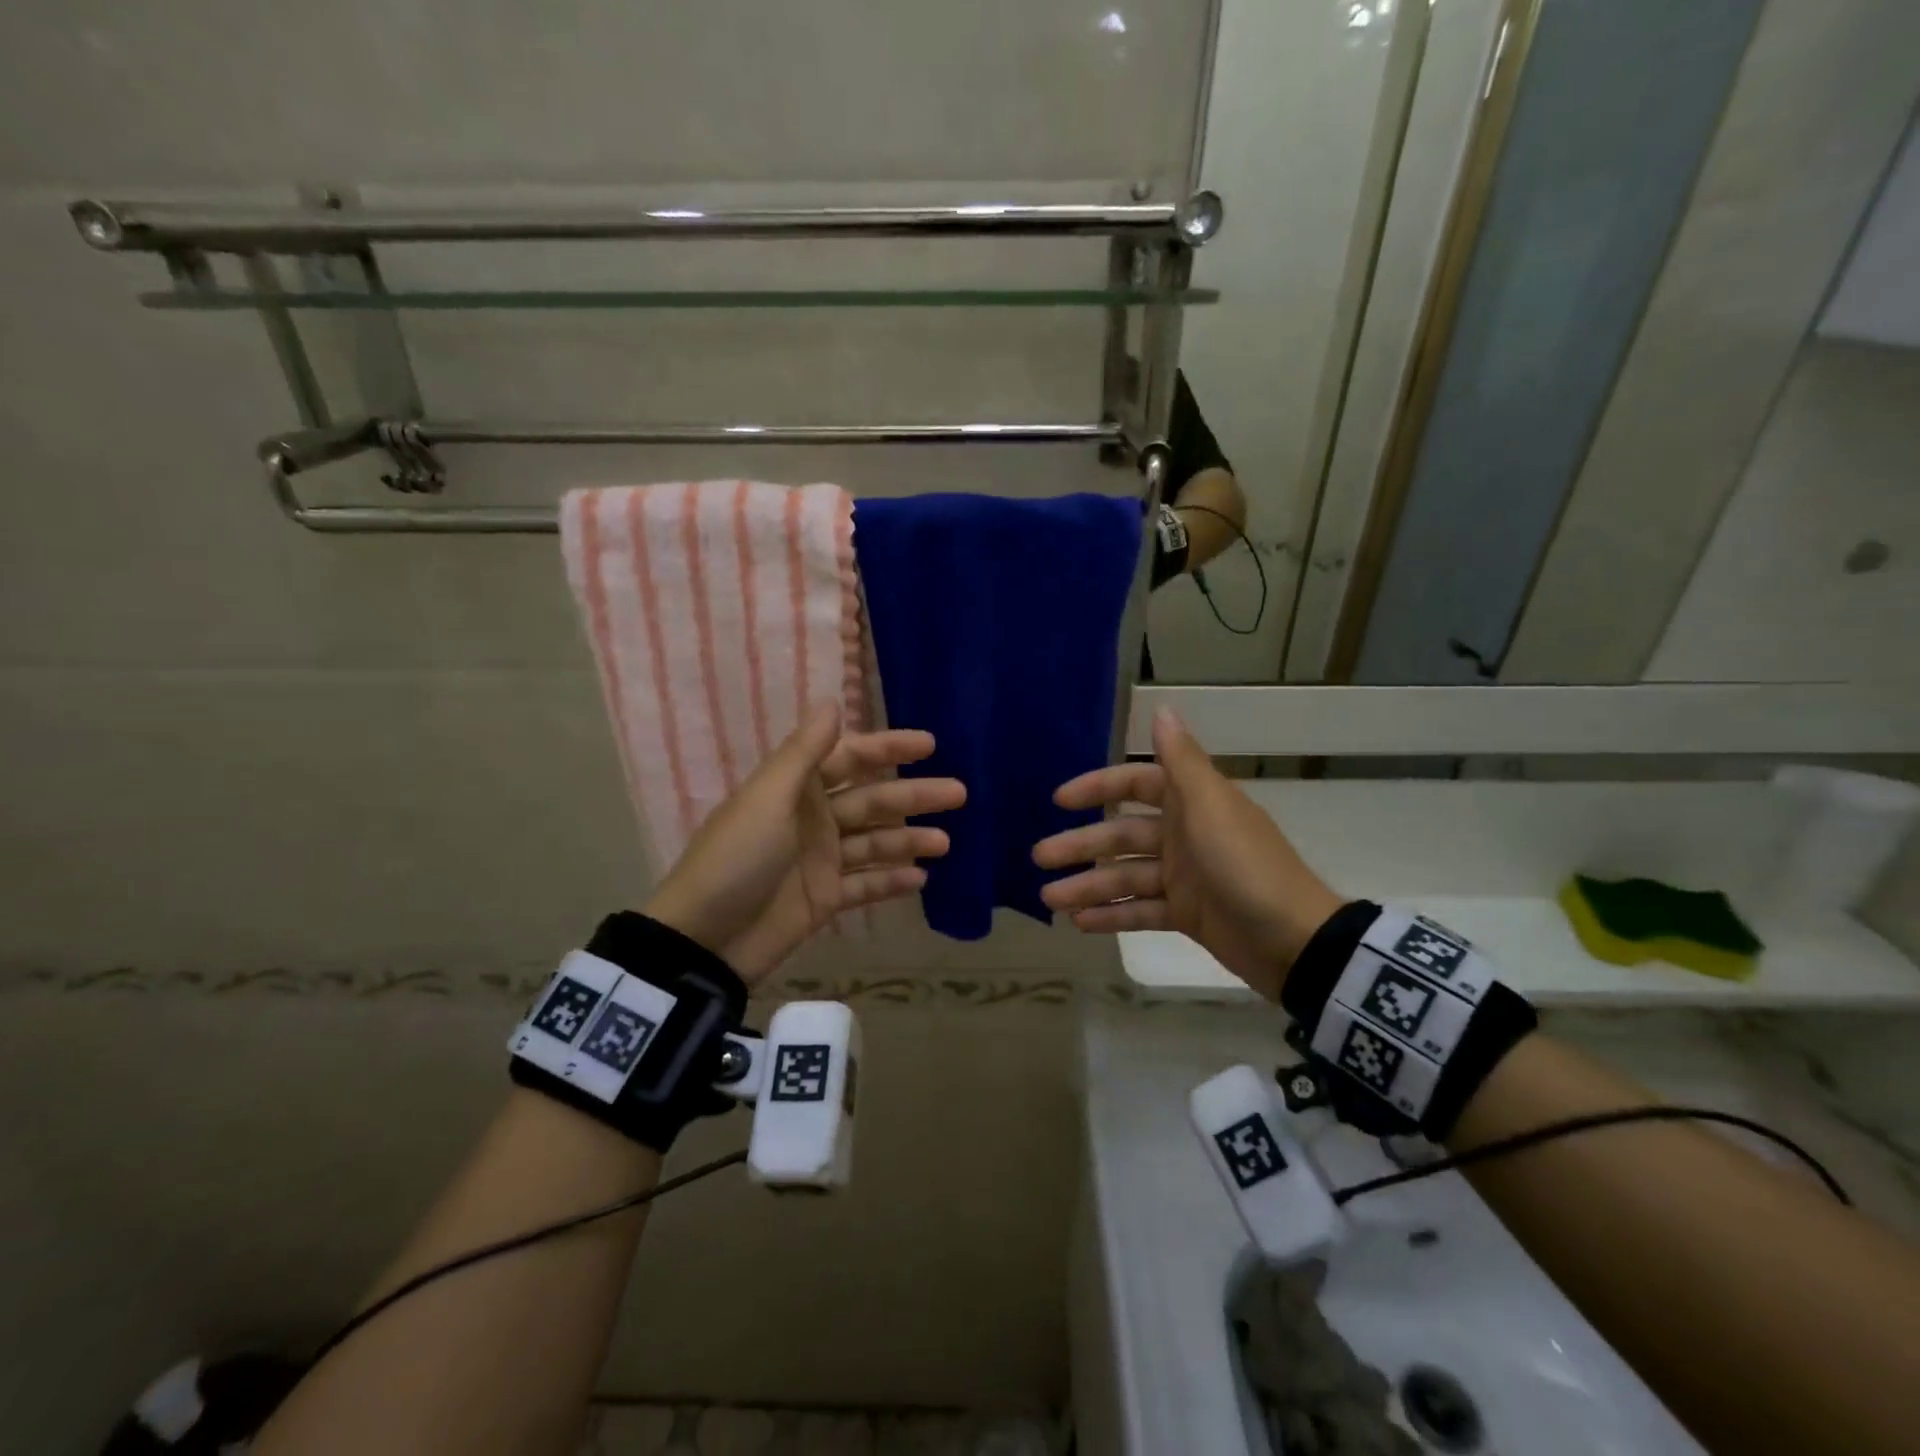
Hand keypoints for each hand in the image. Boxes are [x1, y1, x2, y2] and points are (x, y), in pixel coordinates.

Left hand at [645, 704, 964, 981]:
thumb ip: (804, 753)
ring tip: (945, 841)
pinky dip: (891, 880)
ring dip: (909, 840)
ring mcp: (821, 860)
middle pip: (872, 801)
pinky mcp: (824, 899)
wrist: (704, 939)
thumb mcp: (768, 799)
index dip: (888, 748)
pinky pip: (865, 884)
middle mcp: (813, 819)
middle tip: (959, 793)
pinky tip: (922, 878)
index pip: (851, 758)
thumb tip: (831, 701)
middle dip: (914, 796)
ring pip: (875, 843)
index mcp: (797, 789)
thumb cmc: (736, 859)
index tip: (930, 745)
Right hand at [1032, 706, 1340, 999]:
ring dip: (1088, 885)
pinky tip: (1080, 923)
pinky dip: (1112, 915)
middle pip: (1121, 835)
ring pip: (1124, 876)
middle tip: (1039, 857)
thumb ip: (1180, 760)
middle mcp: (1183, 835)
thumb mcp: (1210, 806)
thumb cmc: (1245, 865)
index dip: (1097, 788)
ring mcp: (1184, 877)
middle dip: (1080, 845)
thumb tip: (1161, 708)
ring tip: (1050, 900)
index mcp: (1190, 803)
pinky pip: (1140, 911)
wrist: (1293, 940)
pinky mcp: (1186, 915)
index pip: (1134, 785)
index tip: (1060, 801)